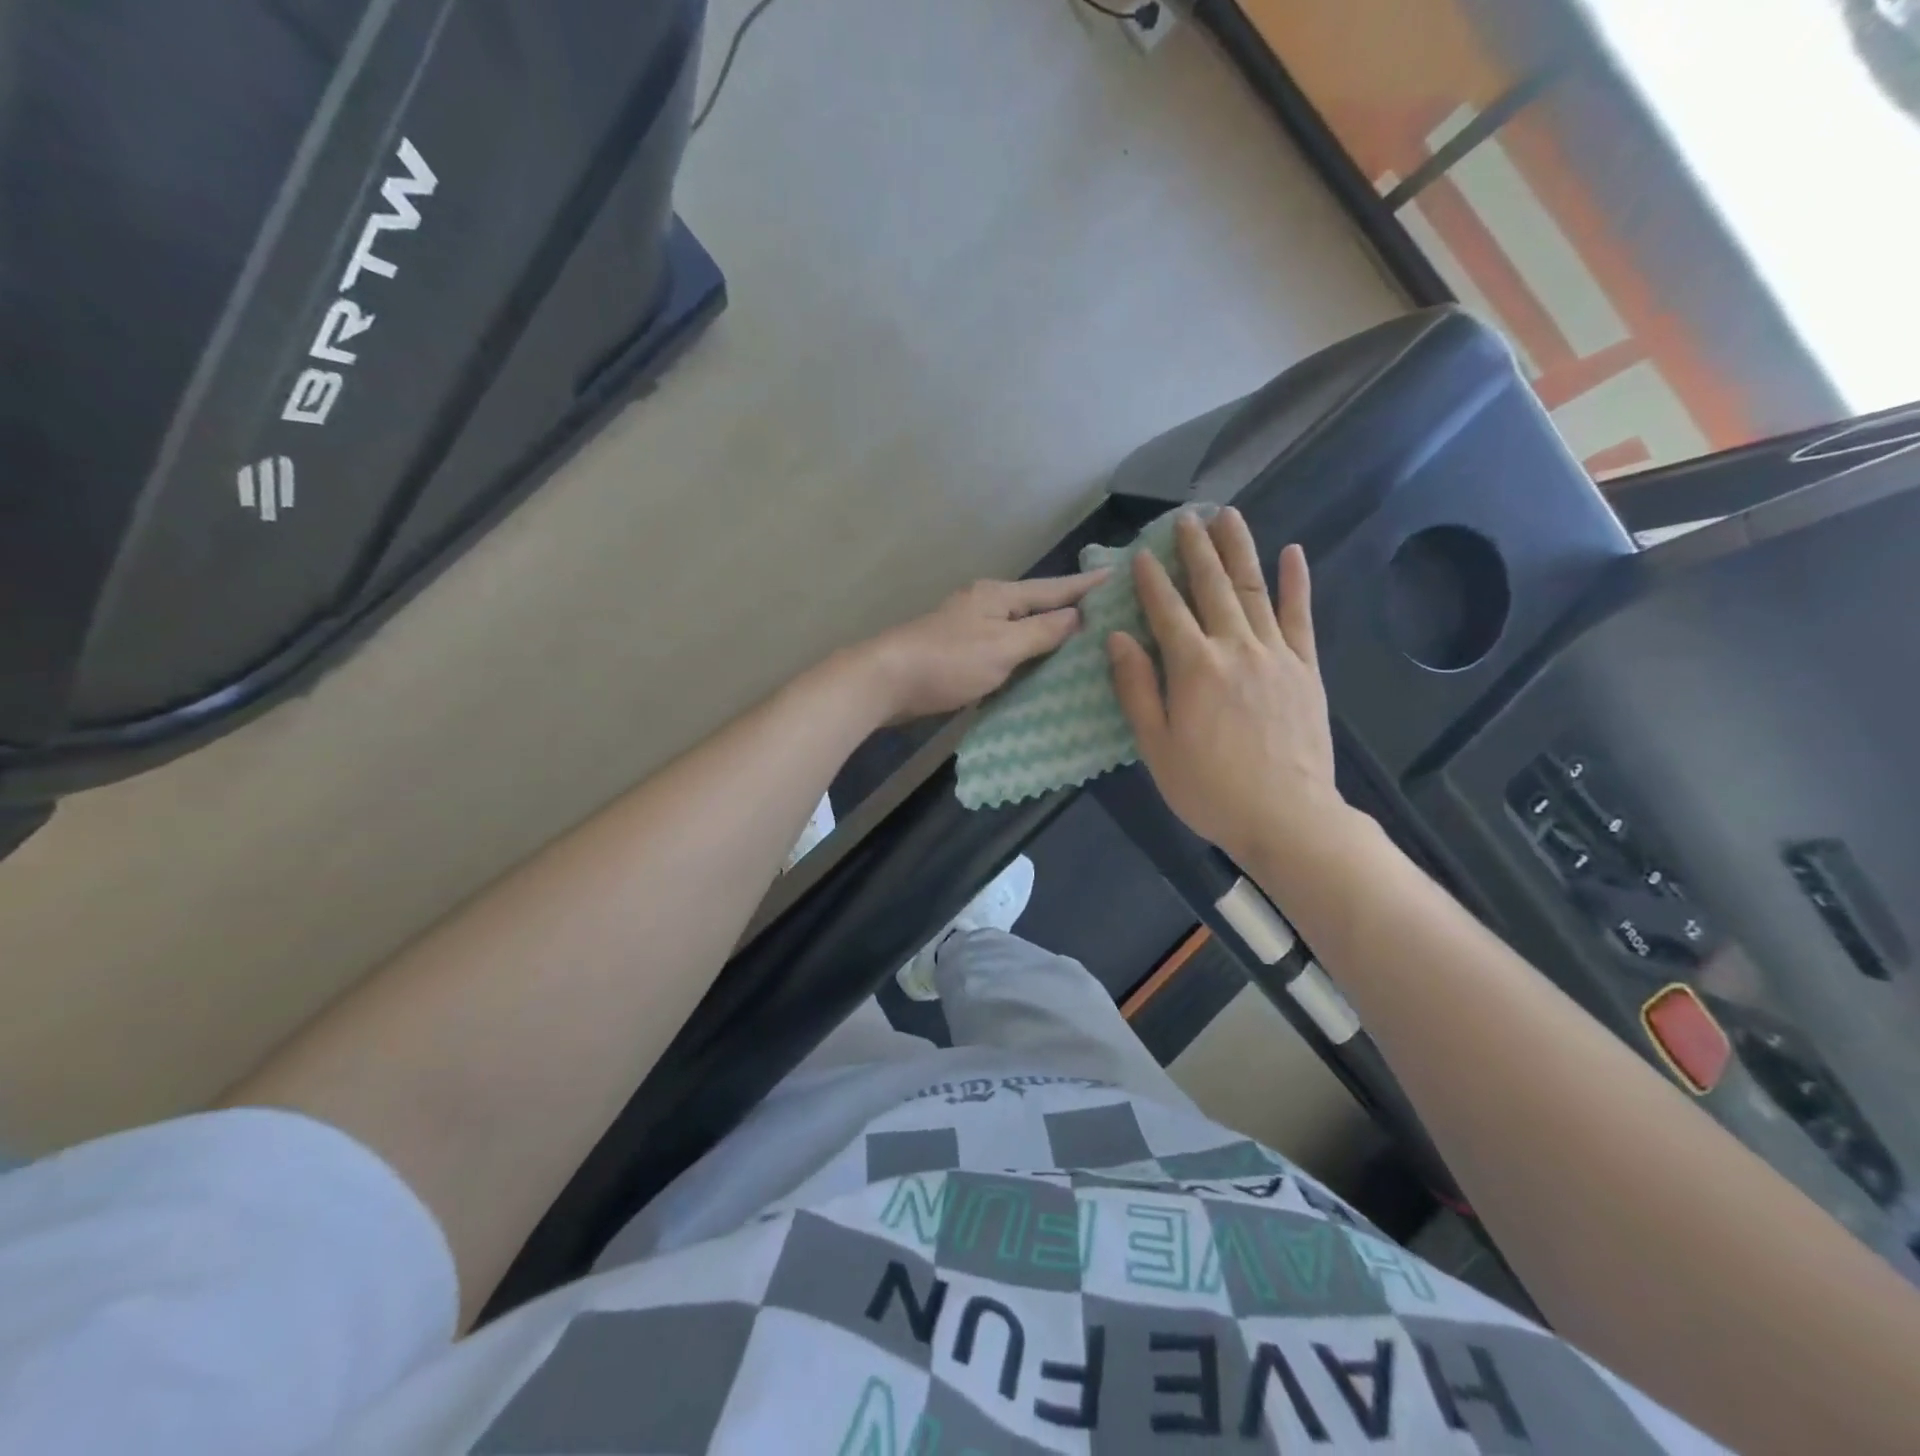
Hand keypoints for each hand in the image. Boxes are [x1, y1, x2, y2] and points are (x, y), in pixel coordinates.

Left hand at [859, 570, 1108, 721]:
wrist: (885, 681)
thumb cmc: (948, 661)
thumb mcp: (1003, 646)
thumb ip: (1042, 632)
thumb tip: (1078, 615)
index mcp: (999, 595)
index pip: (1055, 588)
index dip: (1087, 585)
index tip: (1120, 575)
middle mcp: (986, 604)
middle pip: (1038, 604)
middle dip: (1072, 607)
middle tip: (1111, 612)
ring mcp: (971, 627)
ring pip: (1021, 626)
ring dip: (1049, 631)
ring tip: (1084, 638)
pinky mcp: (960, 651)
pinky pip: (1006, 646)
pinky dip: (1026, 652)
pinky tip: (1039, 664)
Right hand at [1108, 509, 1350, 867]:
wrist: (1287, 816)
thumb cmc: (1209, 788)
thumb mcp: (1156, 746)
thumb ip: (1136, 688)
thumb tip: (1118, 638)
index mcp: (1193, 667)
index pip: (1166, 611)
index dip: (1151, 580)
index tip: (1140, 554)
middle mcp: (1234, 648)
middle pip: (1212, 587)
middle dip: (1195, 549)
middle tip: (1186, 517)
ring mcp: (1276, 654)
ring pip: (1254, 590)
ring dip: (1239, 550)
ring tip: (1229, 516)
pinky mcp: (1306, 668)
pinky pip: (1300, 616)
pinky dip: (1296, 582)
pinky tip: (1293, 552)